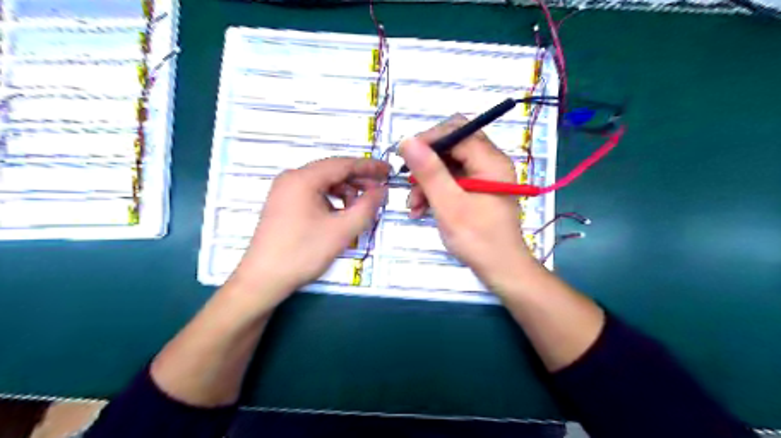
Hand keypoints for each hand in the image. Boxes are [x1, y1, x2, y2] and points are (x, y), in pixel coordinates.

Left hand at [230, 157, 389, 308]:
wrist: (263, 280)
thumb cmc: (303, 252)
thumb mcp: (342, 230)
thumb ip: (367, 207)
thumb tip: (381, 190)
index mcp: (303, 178)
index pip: (343, 164)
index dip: (369, 167)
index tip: (389, 171)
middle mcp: (291, 178)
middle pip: (332, 171)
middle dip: (358, 180)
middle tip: (380, 190)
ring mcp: (284, 190)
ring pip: (323, 183)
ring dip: (345, 191)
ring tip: (361, 206)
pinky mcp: (283, 204)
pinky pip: (313, 193)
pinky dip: (331, 199)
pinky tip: (341, 213)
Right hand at [400, 115, 540, 293]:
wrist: (501, 270)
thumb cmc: (478, 239)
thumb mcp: (449, 205)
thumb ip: (430, 172)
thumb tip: (407, 141)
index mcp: (490, 160)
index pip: (457, 130)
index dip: (428, 139)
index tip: (405, 157)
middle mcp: (489, 162)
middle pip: (451, 146)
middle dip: (426, 164)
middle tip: (408, 183)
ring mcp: (484, 176)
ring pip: (448, 165)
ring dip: (427, 182)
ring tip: (413, 206)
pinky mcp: (477, 190)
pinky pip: (451, 180)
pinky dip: (435, 191)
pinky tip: (420, 209)